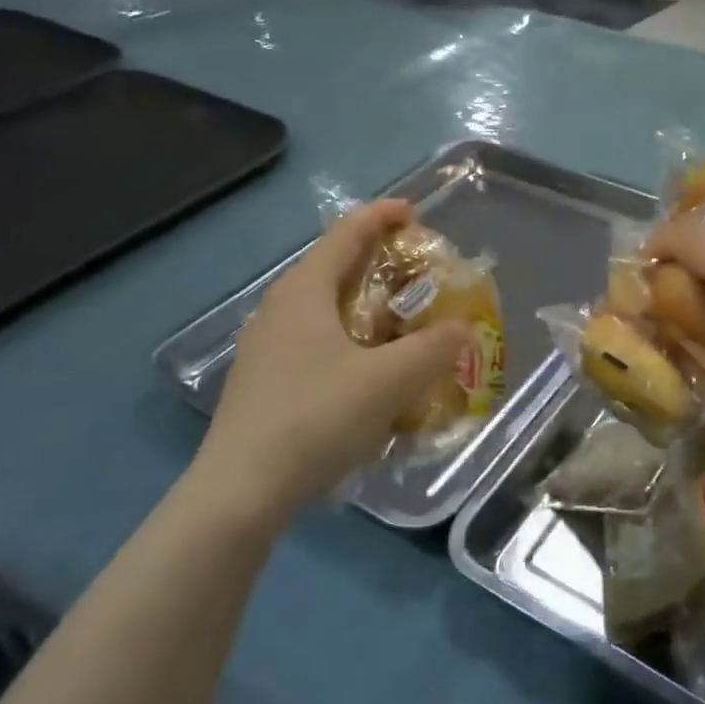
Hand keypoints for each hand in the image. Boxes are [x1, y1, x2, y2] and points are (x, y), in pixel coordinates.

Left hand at [190, 199, 471, 517]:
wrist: (241, 491)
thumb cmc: (316, 418)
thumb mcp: (389, 380)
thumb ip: (434, 349)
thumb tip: (464, 329)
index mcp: (304, 292)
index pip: (346, 234)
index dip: (381, 216)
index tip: (414, 212)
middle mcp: (279, 310)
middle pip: (333, 268)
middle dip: (377, 262)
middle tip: (417, 272)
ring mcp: (266, 347)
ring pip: (323, 309)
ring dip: (363, 305)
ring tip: (400, 321)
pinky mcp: (265, 382)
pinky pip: (315, 342)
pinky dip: (349, 340)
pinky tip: (369, 373)